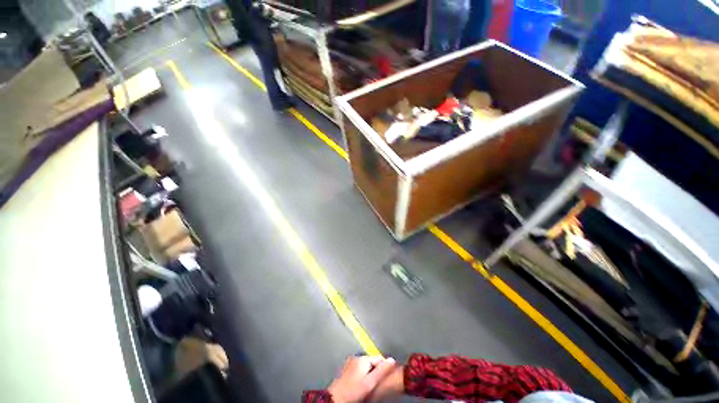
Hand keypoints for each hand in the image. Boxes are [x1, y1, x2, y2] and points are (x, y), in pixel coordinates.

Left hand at [327, 356, 396, 402]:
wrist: (336, 398)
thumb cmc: (354, 391)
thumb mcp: (370, 382)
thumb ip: (381, 371)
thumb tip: (392, 360)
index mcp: (363, 358)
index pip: (379, 358)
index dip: (385, 367)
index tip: (389, 377)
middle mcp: (356, 357)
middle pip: (372, 361)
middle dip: (377, 370)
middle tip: (378, 383)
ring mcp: (350, 363)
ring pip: (366, 366)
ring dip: (370, 373)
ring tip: (370, 385)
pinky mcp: (346, 369)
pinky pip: (359, 369)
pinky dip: (363, 375)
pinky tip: (362, 384)